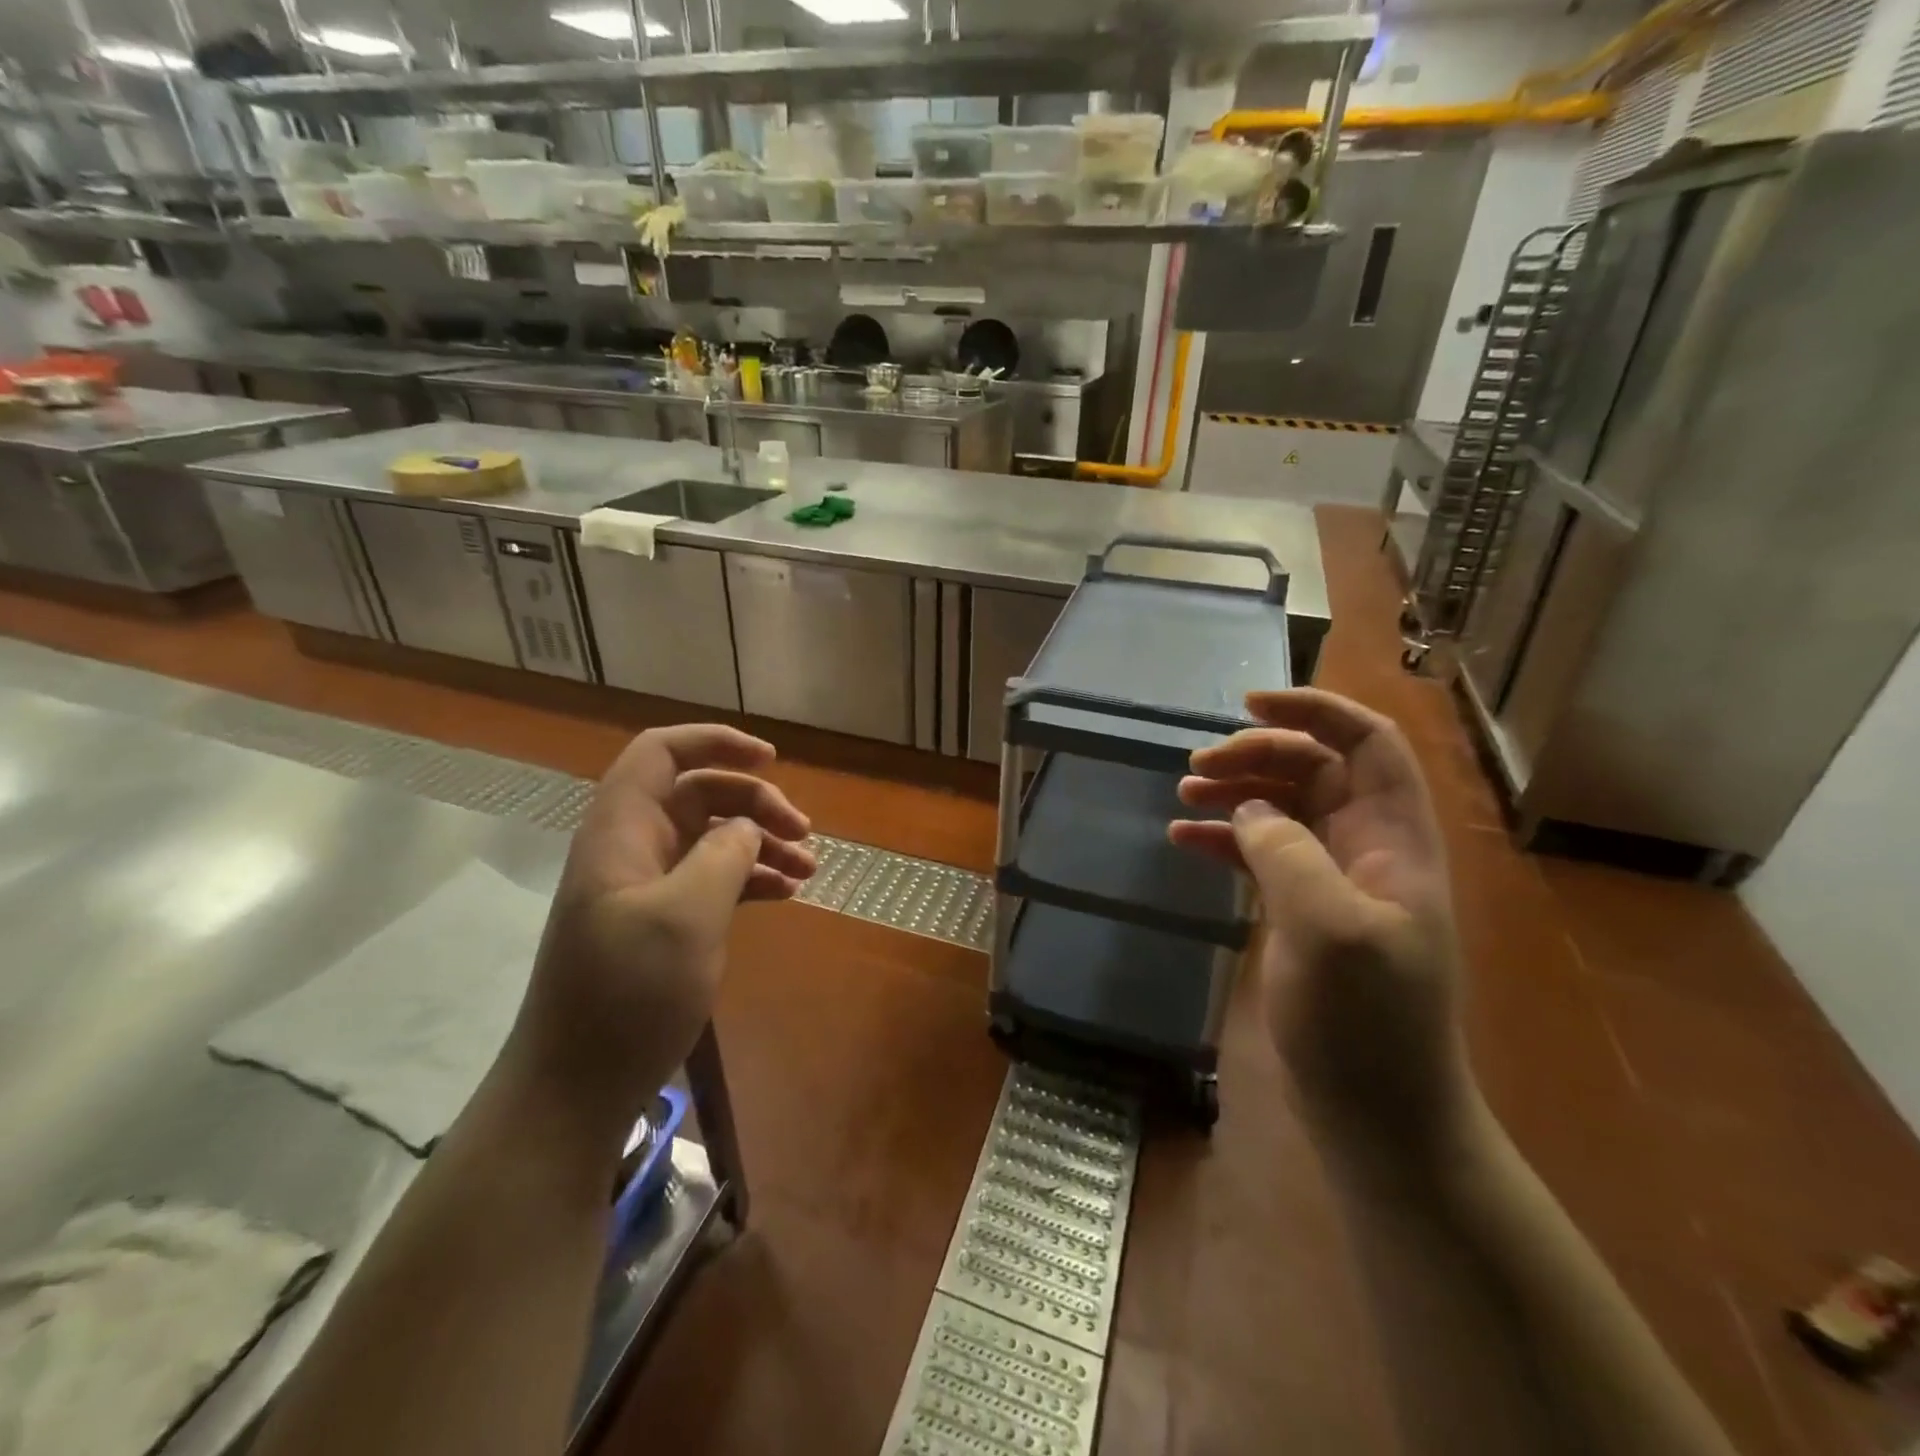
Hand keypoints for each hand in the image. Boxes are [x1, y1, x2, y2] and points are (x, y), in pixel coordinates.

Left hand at [508, 725, 814, 1135]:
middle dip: (756, 802)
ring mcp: (647, 886)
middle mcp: (633, 847)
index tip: (772, 759)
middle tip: (805, 833)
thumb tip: (746, 829)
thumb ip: (723, 855)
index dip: (715, 742)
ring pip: (711, 837)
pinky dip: (750, 877)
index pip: (661, 752)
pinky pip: (712, 878)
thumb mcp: (686, 917)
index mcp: (621, 830)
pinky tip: (786, 893)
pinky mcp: (661, 921)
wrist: (577, 1087)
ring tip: (809, 868)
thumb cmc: (627, 994)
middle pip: (699, 793)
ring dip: (761, 842)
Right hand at [1170, 689, 1473, 1162]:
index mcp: (1394, 839)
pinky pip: (1261, 852)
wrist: (1380, 1116)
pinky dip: (1225, 837)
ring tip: (1182, 793)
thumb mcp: (1330, 929)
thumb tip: (1251, 808)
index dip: (1314, 710)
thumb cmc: (1367, 1023)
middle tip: (1197, 765)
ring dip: (1236, 791)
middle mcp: (1367, 848)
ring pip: (1284, 807)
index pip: (1367, 743)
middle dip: (1257, 754)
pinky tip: (1184, 838)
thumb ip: (1289, 853)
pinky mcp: (1301, 911)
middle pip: (1315, 769)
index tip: (1247, 704)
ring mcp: (1333, 881)